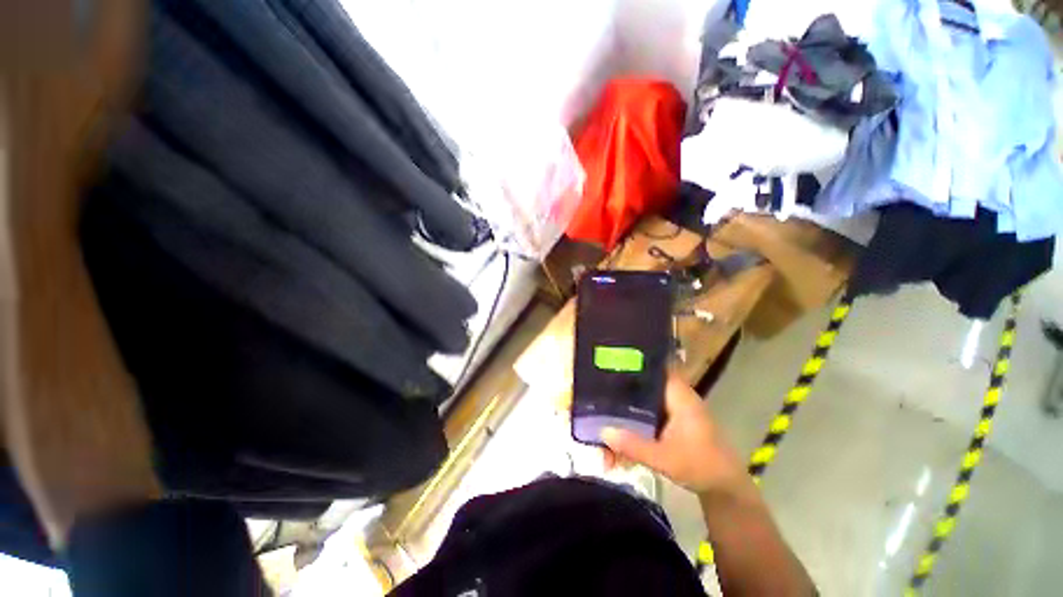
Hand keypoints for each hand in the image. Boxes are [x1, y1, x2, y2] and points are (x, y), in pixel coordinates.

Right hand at [601, 373, 746, 495]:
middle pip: (641, 385)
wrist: (726, 489)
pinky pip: (645, 416)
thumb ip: (633, 446)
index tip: (608, 361)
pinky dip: (631, 425)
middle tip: (595, 394)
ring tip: (602, 427)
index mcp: (678, 395)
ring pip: (641, 402)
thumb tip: (602, 432)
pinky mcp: (669, 423)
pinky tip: (618, 443)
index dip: (632, 361)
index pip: (654, 366)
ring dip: (623, 414)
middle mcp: (674, 397)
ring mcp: (671, 410)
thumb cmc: (701, 467)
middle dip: (618, 391)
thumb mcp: (665, 459)